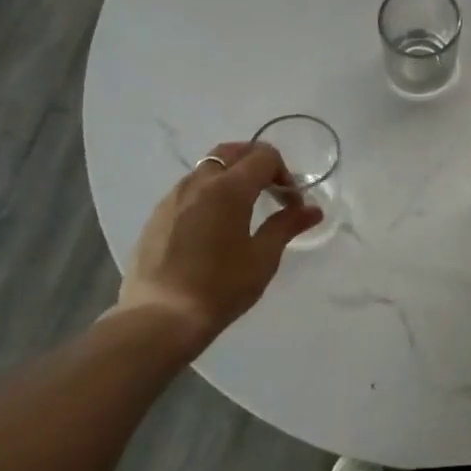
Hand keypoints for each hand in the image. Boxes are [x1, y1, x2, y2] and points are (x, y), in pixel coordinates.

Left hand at [113, 141, 321, 350]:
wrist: (159, 318)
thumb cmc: (219, 287)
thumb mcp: (262, 258)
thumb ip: (287, 225)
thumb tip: (312, 209)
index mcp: (229, 188)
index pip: (264, 157)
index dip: (284, 174)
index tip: (290, 204)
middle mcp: (199, 182)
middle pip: (233, 152)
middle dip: (257, 164)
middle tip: (271, 192)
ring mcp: (173, 196)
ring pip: (208, 167)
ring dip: (232, 176)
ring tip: (243, 209)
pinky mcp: (157, 214)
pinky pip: (190, 188)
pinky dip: (210, 192)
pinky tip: (214, 226)